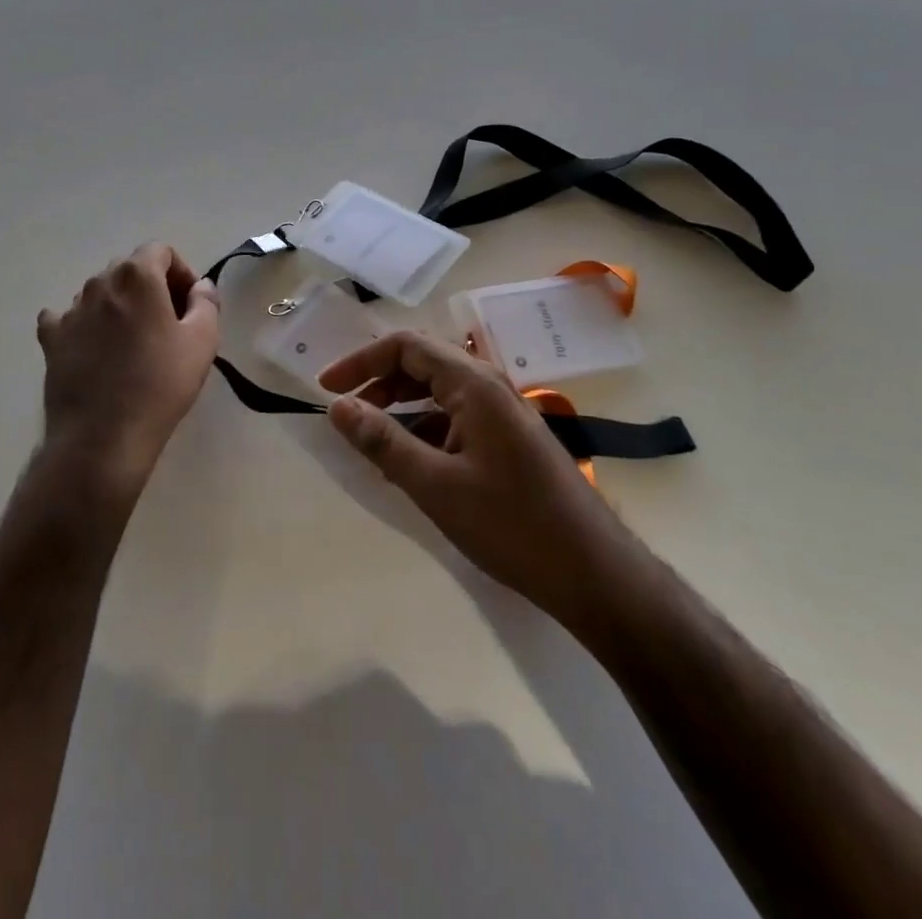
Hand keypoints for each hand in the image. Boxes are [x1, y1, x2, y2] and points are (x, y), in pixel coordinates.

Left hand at [37, 244, 220, 497]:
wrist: (102, 437)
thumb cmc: (160, 385)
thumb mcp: (203, 341)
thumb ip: (206, 303)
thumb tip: (201, 286)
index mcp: (137, 277)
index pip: (160, 250)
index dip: (180, 272)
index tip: (190, 304)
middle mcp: (99, 283)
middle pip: (129, 269)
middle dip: (152, 286)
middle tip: (169, 323)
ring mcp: (70, 311)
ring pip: (100, 293)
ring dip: (119, 306)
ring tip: (133, 343)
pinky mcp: (51, 340)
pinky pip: (67, 318)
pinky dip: (84, 325)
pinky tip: (94, 348)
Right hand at [319, 331, 622, 624]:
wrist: (595, 574)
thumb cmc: (512, 524)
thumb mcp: (435, 485)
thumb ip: (383, 442)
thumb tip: (337, 407)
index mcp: (474, 384)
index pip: (406, 346)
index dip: (361, 361)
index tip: (326, 389)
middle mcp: (490, 387)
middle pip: (422, 364)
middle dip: (378, 383)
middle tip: (344, 414)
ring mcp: (503, 414)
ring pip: (438, 394)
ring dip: (400, 409)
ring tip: (369, 443)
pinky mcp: (509, 441)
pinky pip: (456, 420)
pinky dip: (424, 432)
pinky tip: (409, 465)